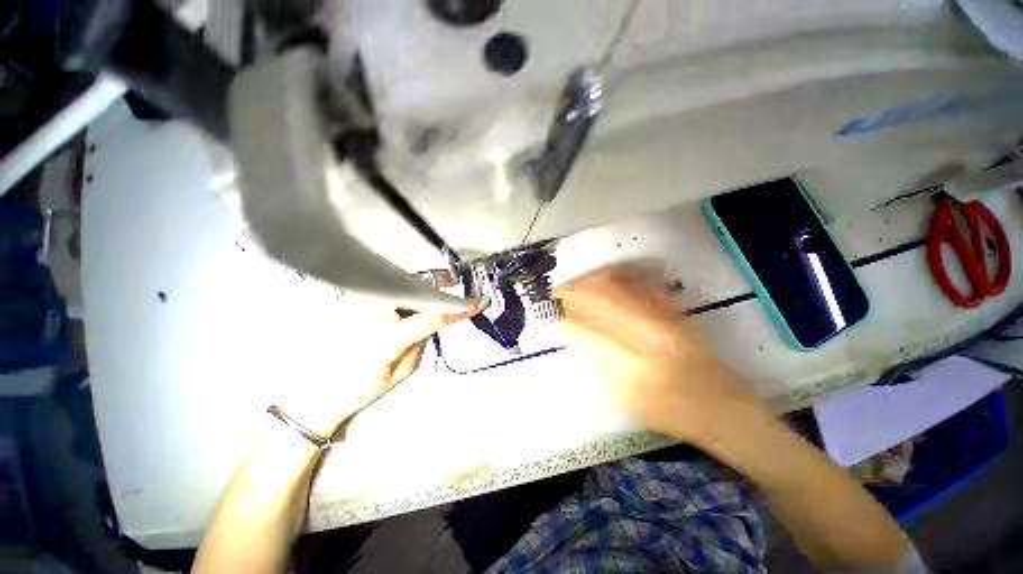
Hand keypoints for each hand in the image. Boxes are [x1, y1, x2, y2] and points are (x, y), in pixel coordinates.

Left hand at [278, 304, 480, 436]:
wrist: (317, 390)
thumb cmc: (361, 388)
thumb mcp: (403, 369)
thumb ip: (422, 339)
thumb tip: (437, 318)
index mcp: (387, 337)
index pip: (433, 317)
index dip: (459, 309)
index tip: (479, 302)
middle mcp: (372, 313)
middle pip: (417, 287)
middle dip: (440, 286)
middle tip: (454, 289)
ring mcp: (359, 302)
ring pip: (402, 281)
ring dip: (423, 285)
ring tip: (431, 294)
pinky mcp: (353, 298)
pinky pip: (387, 285)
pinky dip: (404, 288)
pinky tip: (407, 300)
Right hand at [556, 266, 772, 443]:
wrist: (720, 406)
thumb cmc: (669, 412)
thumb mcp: (624, 398)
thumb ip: (596, 364)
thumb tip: (574, 336)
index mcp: (629, 363)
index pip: (585, 329)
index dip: (563, 316)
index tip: (548, 310)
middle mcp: (645, 334)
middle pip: (600, 300)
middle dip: (573, 291)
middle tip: (556, 290)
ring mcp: (662, 318)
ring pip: (619, 287)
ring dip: (592, 280)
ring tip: (575, 281)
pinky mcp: (674, 311)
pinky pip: (642, 284)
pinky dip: (619, 275)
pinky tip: (605, 274)